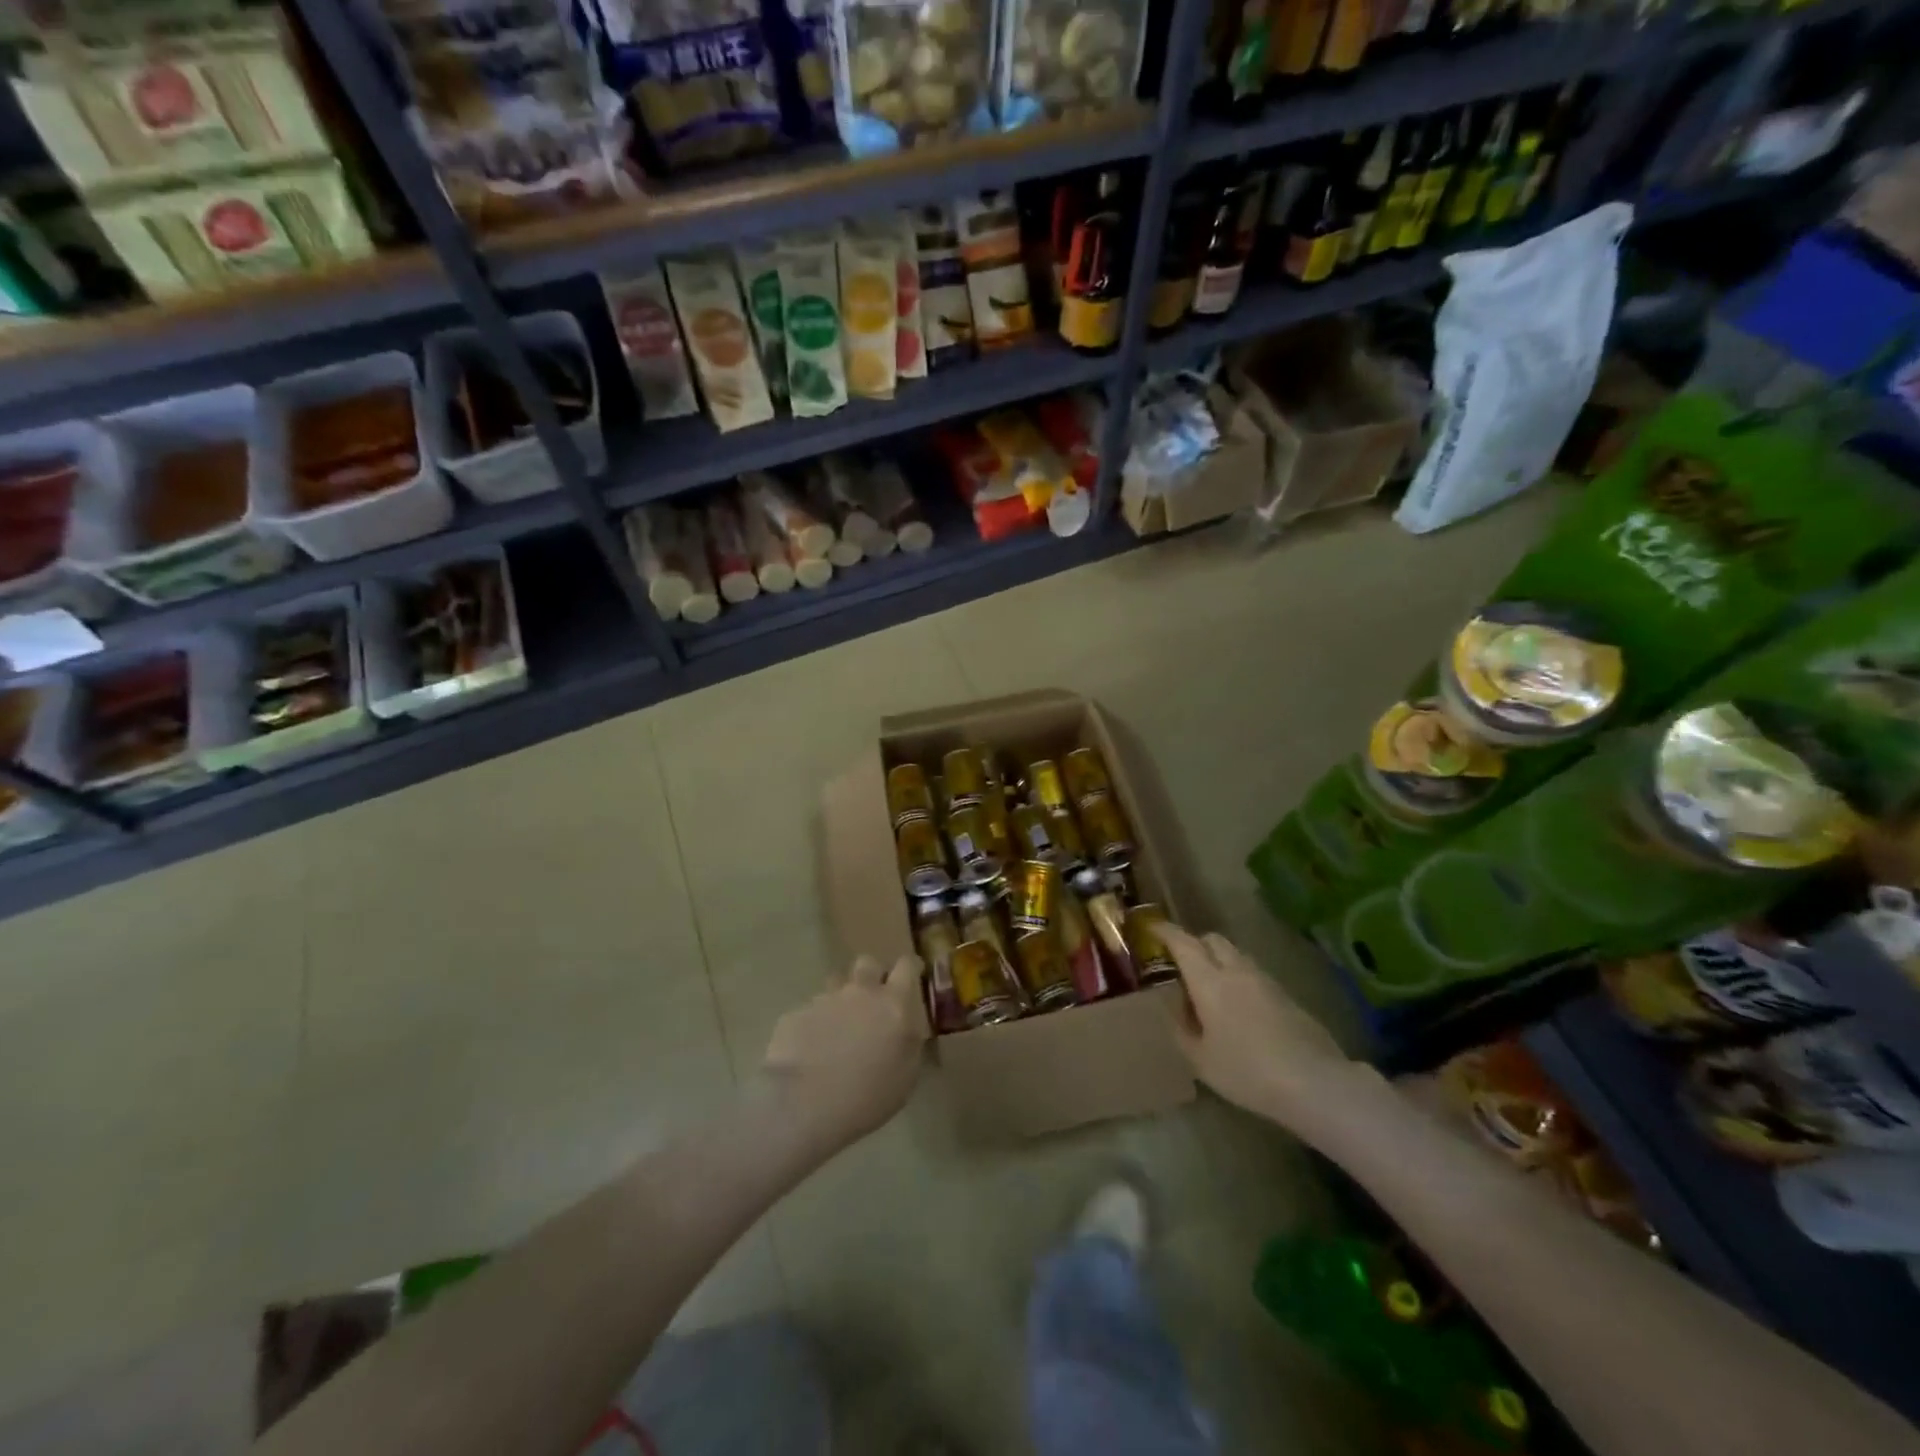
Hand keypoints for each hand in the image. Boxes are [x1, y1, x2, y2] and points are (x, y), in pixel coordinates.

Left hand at [762, 954, 926, 1153]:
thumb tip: (905, 1030)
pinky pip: (810, 1011)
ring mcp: (824, 999)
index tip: (912, 976)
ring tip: (837, 1030)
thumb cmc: (866, 1096)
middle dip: (871, 976)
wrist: (804, 1104)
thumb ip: (908, 1043)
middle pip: (868, 963)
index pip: (907, 966)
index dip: (910, 968)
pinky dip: (814, 1025)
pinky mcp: (796, 1013)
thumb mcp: (905, 1077)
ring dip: (841, 1000)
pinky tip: (809, 1052)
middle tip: (872, 1002)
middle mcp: (860, 992)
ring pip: (836, 985)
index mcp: (893, 1004)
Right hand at [1160, 923, 1361, 1133]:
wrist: (1314, 1082)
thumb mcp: (1201, 1060)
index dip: (1165, 932)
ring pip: (1236, 956)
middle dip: (1195, 944)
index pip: (1183, 942)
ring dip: (1219, 962)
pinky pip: (1255, 975)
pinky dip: (1240, 980)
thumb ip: (1182, 1030)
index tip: (1152, 929)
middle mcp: (1236, 971)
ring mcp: (1266, 981)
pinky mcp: (1287, 996)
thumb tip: (1175, 1010)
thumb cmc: (1247, 1071)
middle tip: (1182, 964)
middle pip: (1213, 940)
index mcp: (1209, 981)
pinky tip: (1240, 1010)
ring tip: (1211, 990)